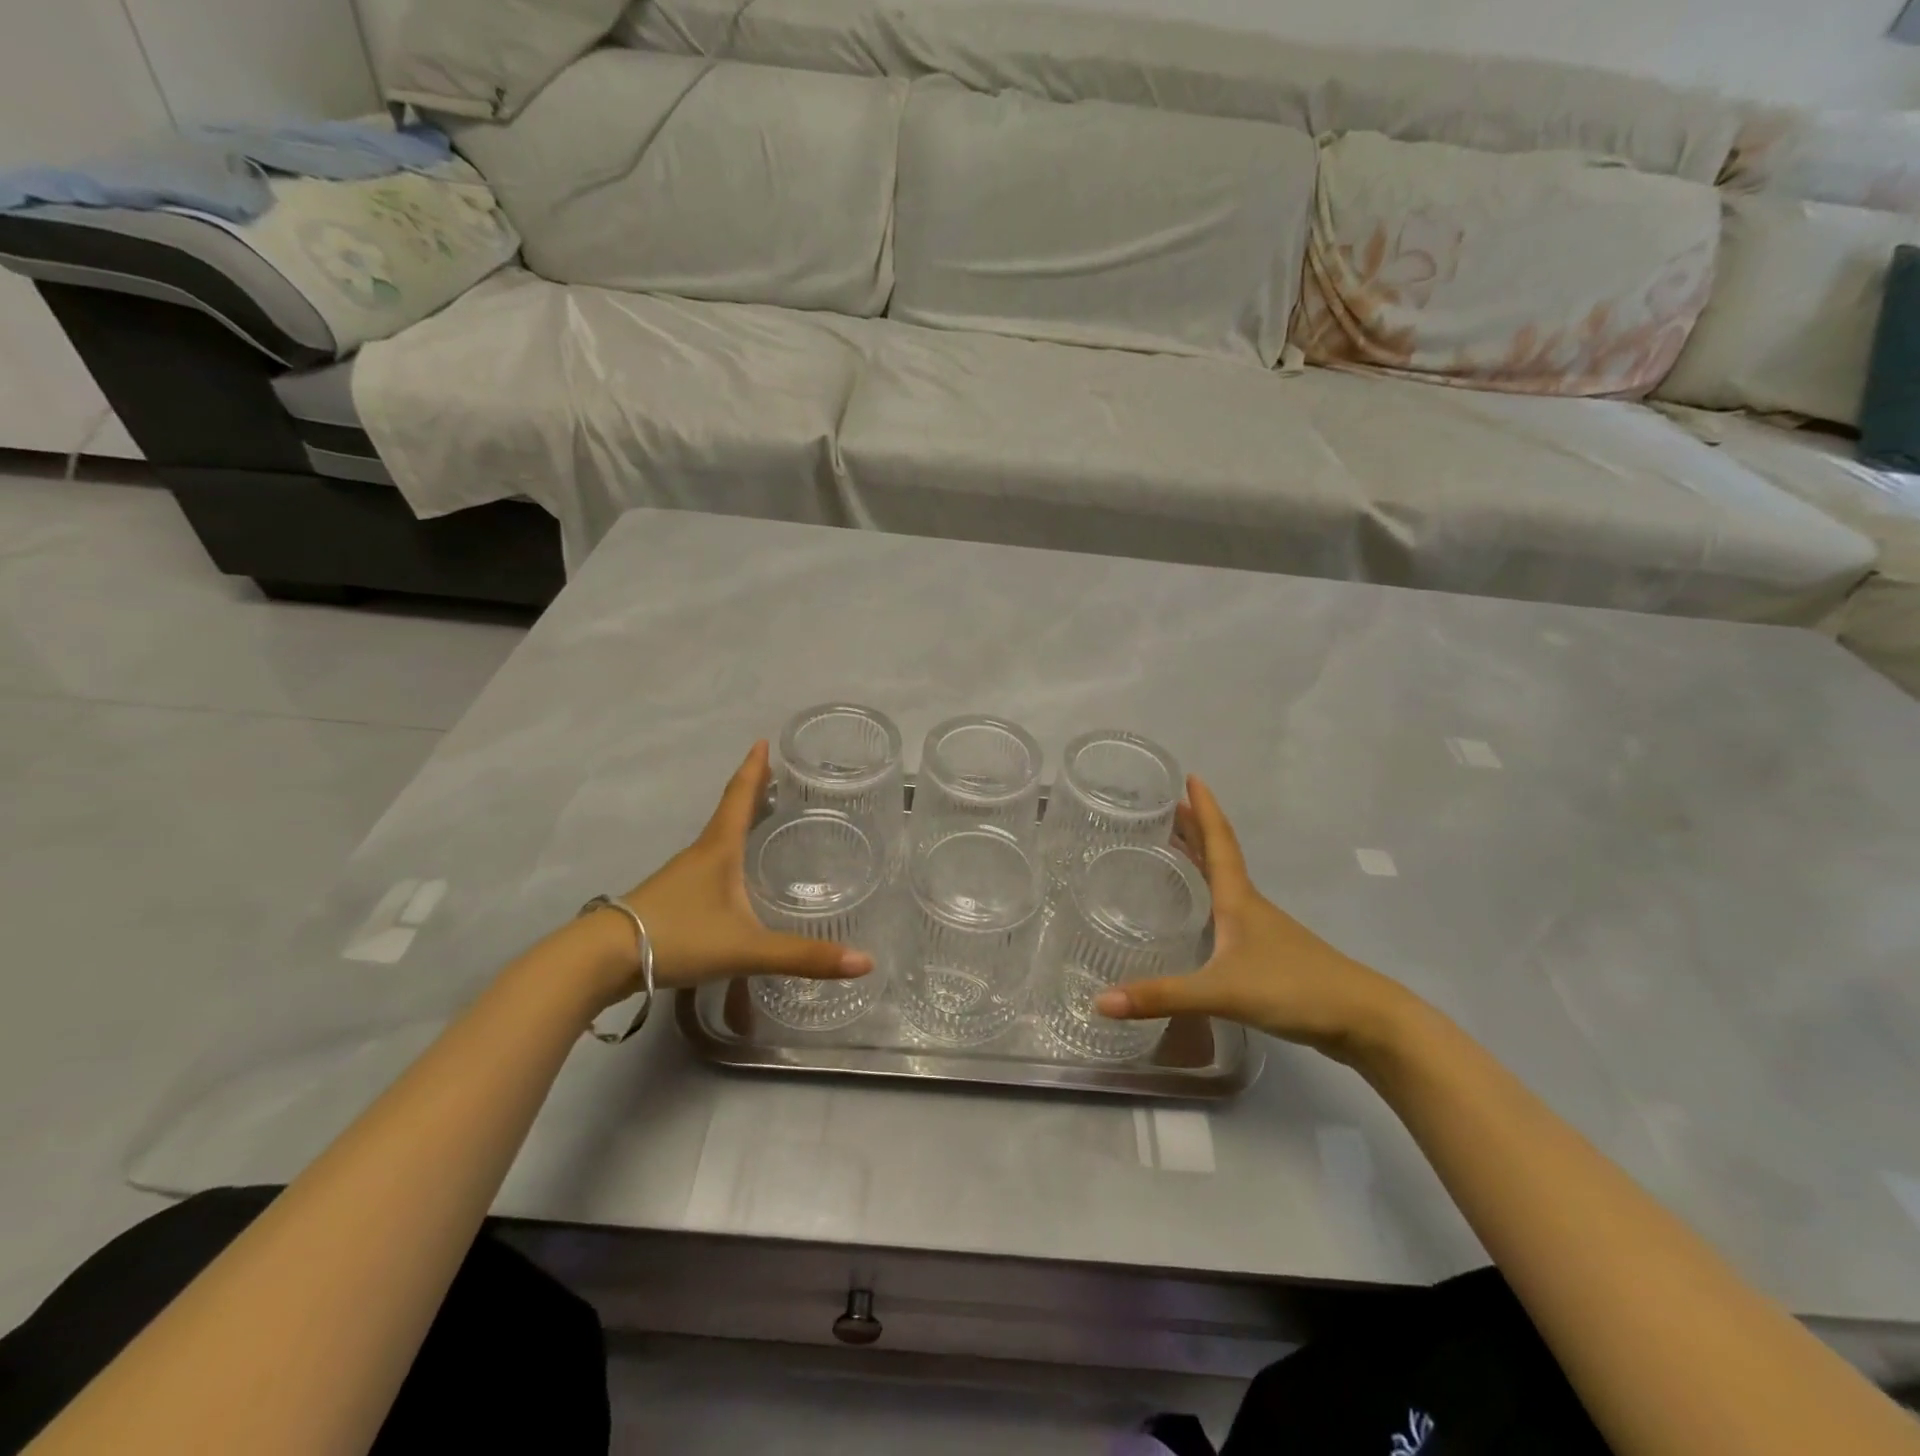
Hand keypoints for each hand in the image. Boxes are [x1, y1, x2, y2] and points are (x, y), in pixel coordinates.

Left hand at [610, 742, 874, 995]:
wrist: (600, 960)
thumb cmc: (678, 937)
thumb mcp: (746, 948)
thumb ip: (803, 957)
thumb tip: (866, 961)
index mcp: (719, 849)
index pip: (740, 797)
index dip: (754, 769)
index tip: (763, 740)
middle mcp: (699, 855)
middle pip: (729, 813)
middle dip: (752, 793)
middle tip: (775, 777)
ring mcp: (680, 877)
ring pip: (716, 841)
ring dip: (738, 825)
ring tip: (761, 823)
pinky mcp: (669, 900)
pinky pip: (706, 868)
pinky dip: (726, 858)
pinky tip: (733, 881)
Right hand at [1093, 776, 1417, 1062]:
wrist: (1363, 1020)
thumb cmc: (1294, 989)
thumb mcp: (1222, 991)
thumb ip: (1163, 996)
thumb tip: (1100, 1002)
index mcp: (1238, 899)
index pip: (1218, 841)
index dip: (1203, 809)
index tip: (1190, 776)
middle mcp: (1249, 905)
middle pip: (1218, 855)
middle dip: (1193, 829)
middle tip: (1165, 808)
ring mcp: (1262, 930)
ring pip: (1223, 882)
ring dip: (1200, 860)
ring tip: (1172, 849)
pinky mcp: (1267, 954)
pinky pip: (1228, 911)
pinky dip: (1208, 896)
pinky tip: (1198, 914)